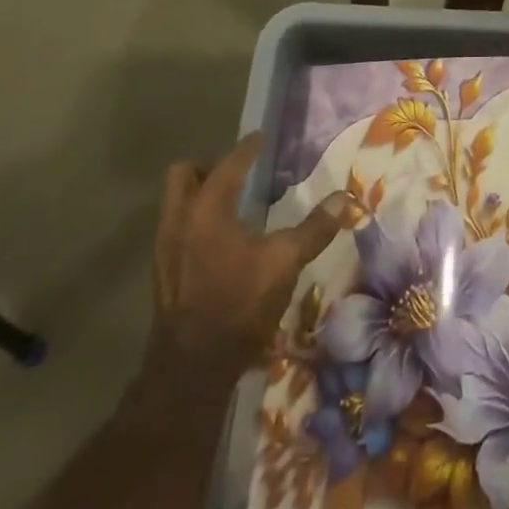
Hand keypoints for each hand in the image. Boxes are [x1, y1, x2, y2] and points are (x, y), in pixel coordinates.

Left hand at [138, 133, 348, 399]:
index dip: (247, 149)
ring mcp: (165, 249)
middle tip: (237, 173)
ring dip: (199, 195)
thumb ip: (315, 228)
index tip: (260, 138)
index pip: (228, 164)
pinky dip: (195, 223)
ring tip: (230, 204)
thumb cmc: (239, 303)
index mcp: (207, 209)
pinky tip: (220, 242)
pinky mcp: (163, 275)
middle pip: (184, 174)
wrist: (192, 370)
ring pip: (175, 203)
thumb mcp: (285, 262)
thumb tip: (345, 198)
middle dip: (209, 167)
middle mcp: (180, 221)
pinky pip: (176, 230)